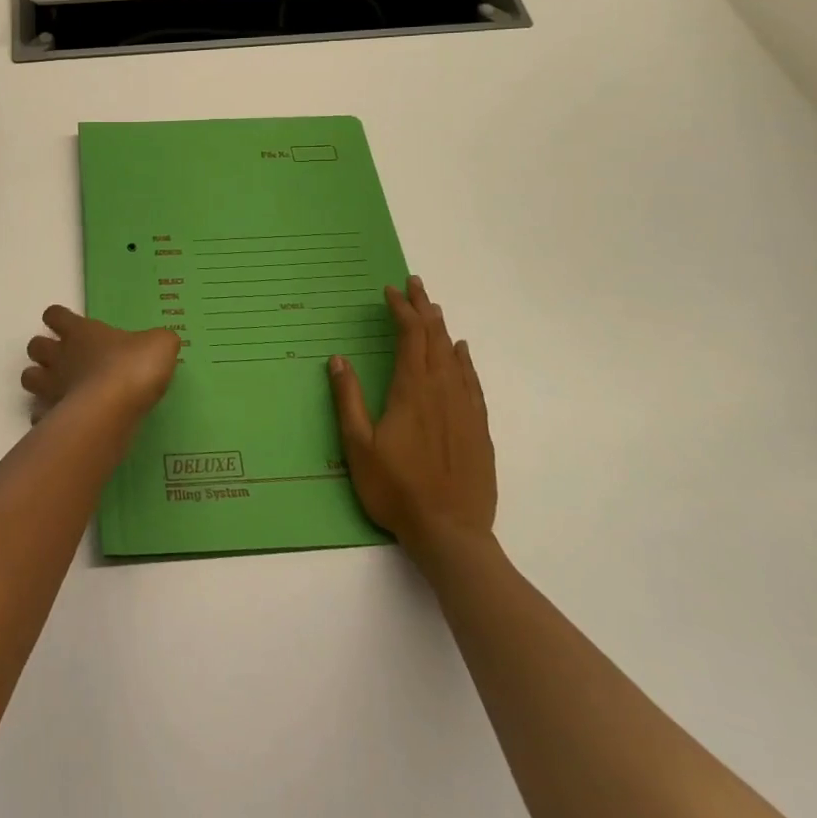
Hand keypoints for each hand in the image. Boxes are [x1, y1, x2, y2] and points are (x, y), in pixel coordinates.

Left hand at [21, 306, 180, 422]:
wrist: (113, 409)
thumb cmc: (133, 367)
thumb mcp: (160, 345)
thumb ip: (158, 341)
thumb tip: (160, 342)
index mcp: (80, 332)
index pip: (56, 315)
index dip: (59, 318)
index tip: (67, 324)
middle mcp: (59, 356)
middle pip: (35, 346)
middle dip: (43, 351)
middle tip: (64, 360)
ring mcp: (50, 387)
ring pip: (28, 378)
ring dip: (39, 382)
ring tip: (59, 390)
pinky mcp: (50, 417)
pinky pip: (39, 415)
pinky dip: (46, 417)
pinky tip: (63, 422)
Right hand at [327, 275, 496, 563]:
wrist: (451, 533)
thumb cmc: (396, 489)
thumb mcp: (358, 445)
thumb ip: (348, 399)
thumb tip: (337, 359)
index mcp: (411, 391)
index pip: (409, 338)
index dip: (400, 311)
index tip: (390, 292)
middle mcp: (442, 392)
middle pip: (435, 339)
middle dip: (423, 309)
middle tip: (414, 284)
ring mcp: (465, 410)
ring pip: (455, 357)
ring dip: (442, 329)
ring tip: (434, 308)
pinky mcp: (479, 429)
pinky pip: (473, 383)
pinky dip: (466, 361)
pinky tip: (462, 353)